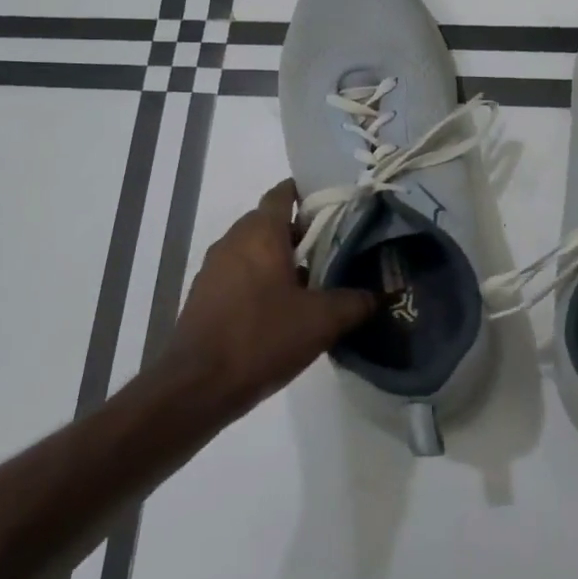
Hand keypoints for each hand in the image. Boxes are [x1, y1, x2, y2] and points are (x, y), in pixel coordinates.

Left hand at [163, 180, 375, 413]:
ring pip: (254, 249)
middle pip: (271, 221)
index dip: (309, 193)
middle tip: (335, 249)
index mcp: (260, 232)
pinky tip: (283, 309)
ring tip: (314, 281)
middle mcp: (234, 239)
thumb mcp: (321, 321)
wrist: (197, 385)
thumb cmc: (262, 338)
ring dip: (281, 259)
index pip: (283, 192)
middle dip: (301, 232)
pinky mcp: (205, 294)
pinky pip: (240, 273)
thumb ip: (355, 302)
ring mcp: (214, 267)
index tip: (335, 206)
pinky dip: (261, 279)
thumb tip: (380, 293)